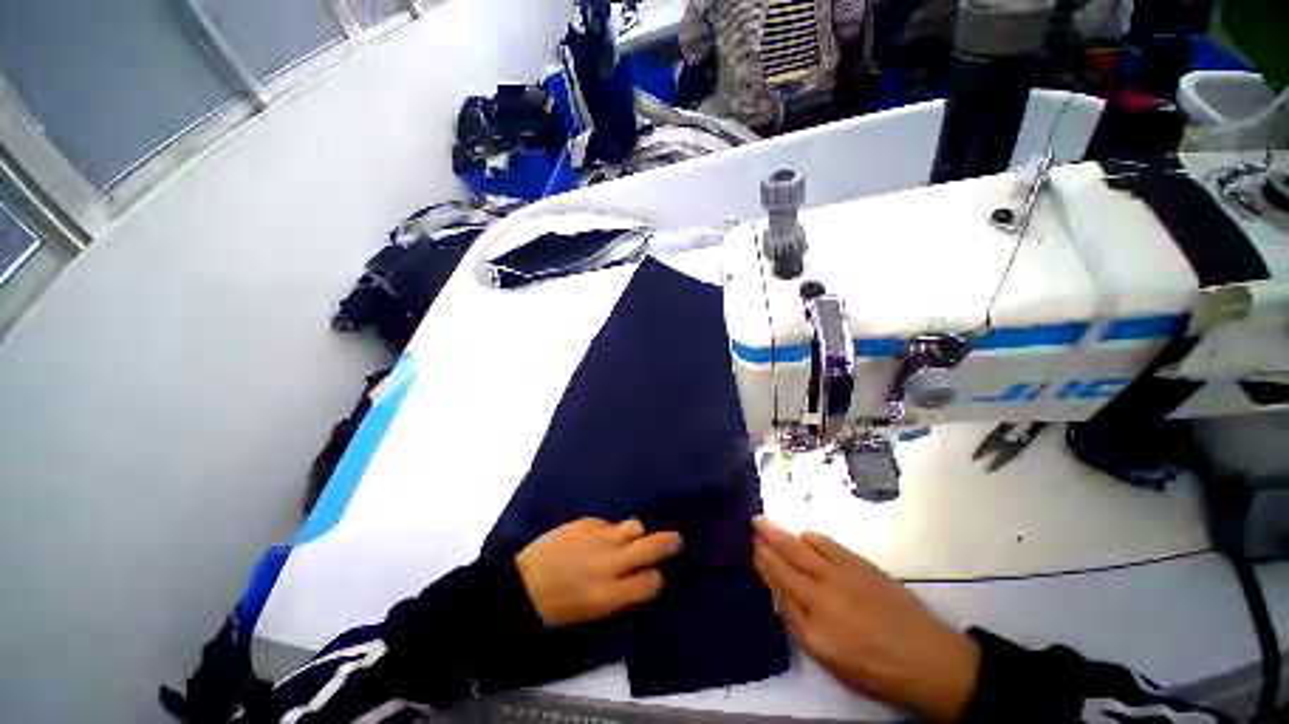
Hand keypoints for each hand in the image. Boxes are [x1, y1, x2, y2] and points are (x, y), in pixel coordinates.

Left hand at [516, 518, 682, 627]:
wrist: (522, 583)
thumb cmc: (557, 607)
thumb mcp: (592, 613)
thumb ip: (622, 595)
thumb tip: (644, 578)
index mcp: (609, 594)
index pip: (651, 582)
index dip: (657, 579)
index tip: (655, 576)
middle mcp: (608, 562)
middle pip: (650, 547)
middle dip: (668, 543)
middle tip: (676, 539)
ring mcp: (597, 537)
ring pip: (634, 526)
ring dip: (635, 534)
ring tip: (629, 539)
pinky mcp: (586, 521)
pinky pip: (609, 522)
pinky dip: (609, 530)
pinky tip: (596, 538)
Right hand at [752, 516, 979, 721]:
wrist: (926, 658)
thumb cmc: (875, 669)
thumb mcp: (830, 662)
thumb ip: (800, 627)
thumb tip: (781, 598)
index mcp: (812, 626)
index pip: (779, 588)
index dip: (764, 567)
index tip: (754, 552)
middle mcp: (820, 596)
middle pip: (785, 562)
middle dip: (766, 542)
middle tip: (753, 524)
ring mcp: (839, 576)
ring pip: (799, 548)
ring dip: (780, 534)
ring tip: (765, 522)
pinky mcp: (858, 564)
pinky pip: (825, 543)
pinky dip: (809, 537)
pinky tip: (802, 535)